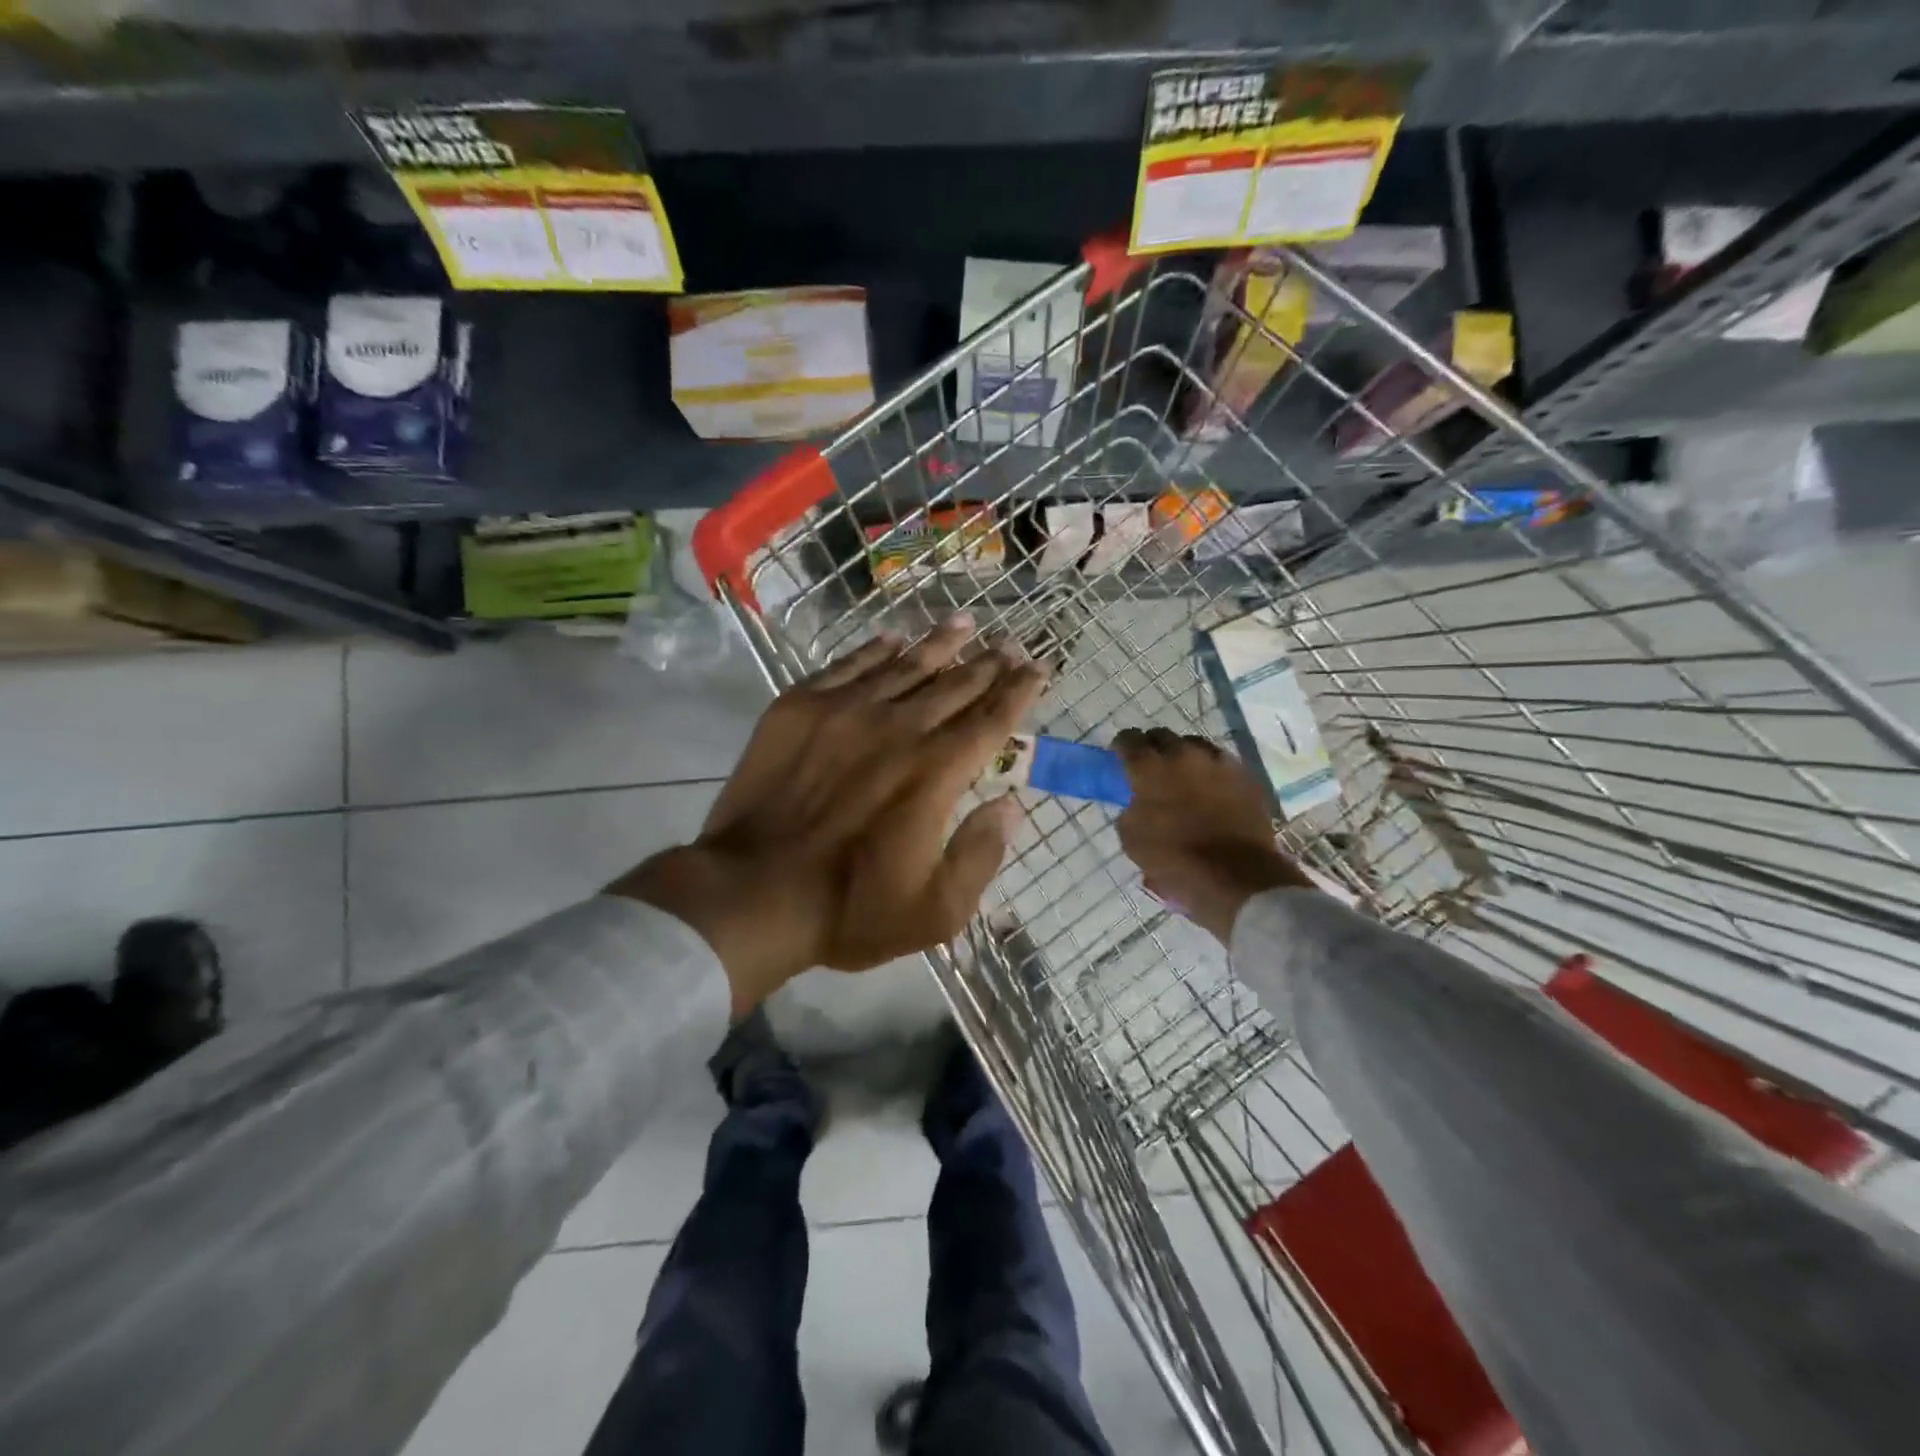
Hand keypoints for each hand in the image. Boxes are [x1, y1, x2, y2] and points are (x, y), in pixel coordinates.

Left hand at [611, 617, 1047, 1014]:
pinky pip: (848, 666)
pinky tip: (893, 639)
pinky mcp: (800, 707)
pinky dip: (876, 650)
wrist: (750, 893)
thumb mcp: (937, 910)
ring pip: (906, 665)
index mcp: (937, 772)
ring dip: (940, 644)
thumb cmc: (849, 909)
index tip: (1038, 668)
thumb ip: (982, 854)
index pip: (992, 719)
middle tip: (1009, 644)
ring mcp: (846, 711)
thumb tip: (1011, 805)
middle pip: (955, 684)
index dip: (1020, 690)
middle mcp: (899, 728)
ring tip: (964, 624)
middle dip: (989, 662)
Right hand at [1112, 728, 1314, 943]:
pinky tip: (1210, 787)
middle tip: (1151, 768)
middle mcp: (1182, 755)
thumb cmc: (1175, 860)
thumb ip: (1130, 809)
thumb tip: (1137, 801)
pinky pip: (1221, 762)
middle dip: (1153, 747)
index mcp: (1149, 768)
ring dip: (1184, 755)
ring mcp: (1218, 762)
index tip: (1120, 758)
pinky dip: (1211, 770)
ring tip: (1183, 775)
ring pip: (1194, 745)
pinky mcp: (1244, 775)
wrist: (1236, 876)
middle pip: (1162, 736)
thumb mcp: (1132, 839)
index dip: (1122, 747)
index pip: (1128, 740)